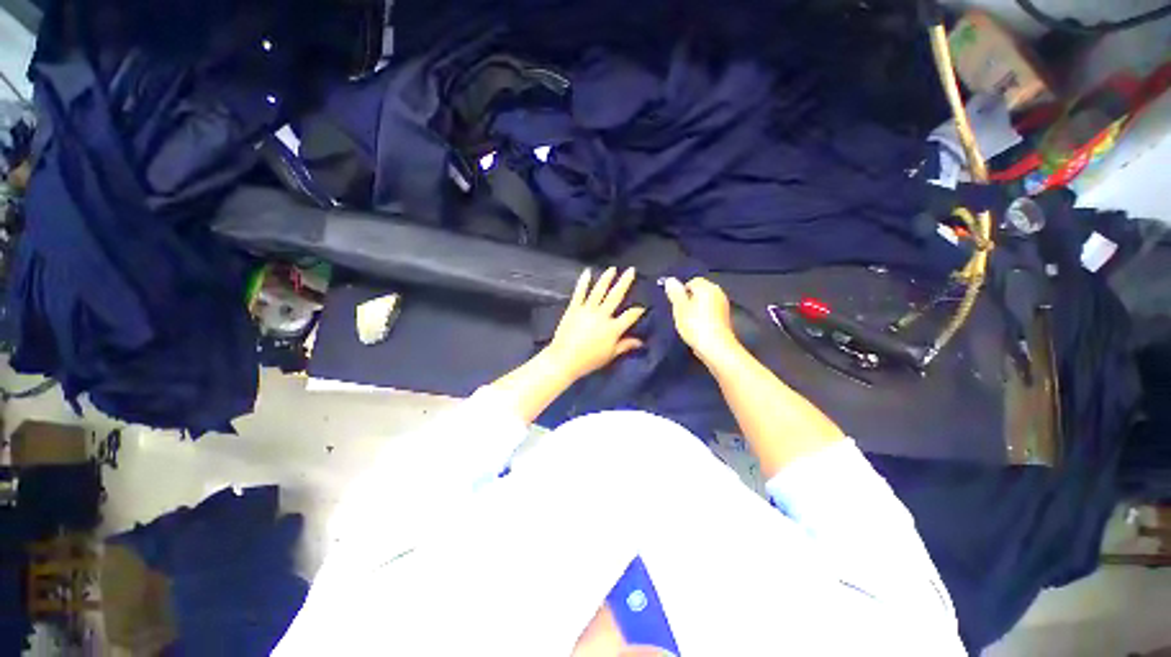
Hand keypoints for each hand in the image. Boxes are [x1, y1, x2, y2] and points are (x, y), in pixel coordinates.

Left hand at [546, 267, 645, 380]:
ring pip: (599, 290)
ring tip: (612, 269)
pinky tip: (587, 272)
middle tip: (631, 270)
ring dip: (606, 278)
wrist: (564, 359)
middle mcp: (602, 315)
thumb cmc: (589, 360)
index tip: (643, 306)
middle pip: (616, 296)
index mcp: (613, 328)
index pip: (630, 315)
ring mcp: (587, 309)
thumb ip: (625, 345)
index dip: (638, 310)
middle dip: (625, 282)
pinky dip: (583, 282)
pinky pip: (579, 293)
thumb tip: (641, 342)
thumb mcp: (610, 355)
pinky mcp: (574, 308)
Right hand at [663, 277, 738, 362]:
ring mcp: (723, 306)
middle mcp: (718, 293)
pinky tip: (697, 328)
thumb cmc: (695, 325)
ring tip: (687, 322)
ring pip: (704, 303)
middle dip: (689, 300)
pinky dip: (702, 317)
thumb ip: (675, 293)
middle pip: (699, 292)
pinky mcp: (724, 319)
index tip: (676, 304)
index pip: (692, 281)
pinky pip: (710, 312)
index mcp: (707, 288)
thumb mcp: (679, 308)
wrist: (716, 347)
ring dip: (695, 309)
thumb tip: (670, 280)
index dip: (682, 291)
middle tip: (680, 313)